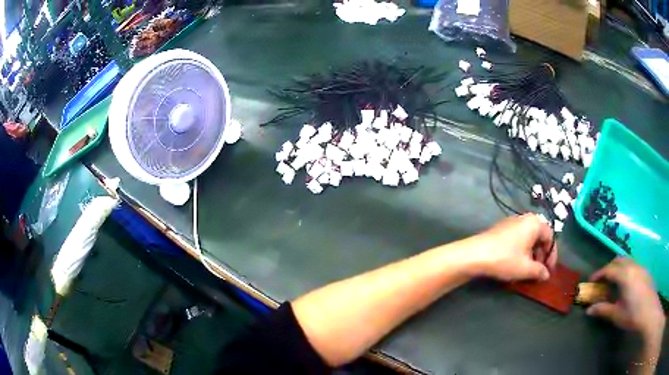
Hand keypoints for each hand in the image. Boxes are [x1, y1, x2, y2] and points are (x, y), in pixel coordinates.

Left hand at [470, 213, 556, 281]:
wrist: (474, 254)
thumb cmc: (505, 259)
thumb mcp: (525, 268)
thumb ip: (539, 271)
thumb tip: (547, 275)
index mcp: (534, 223)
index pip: (550, 237)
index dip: (552, 255)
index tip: (549, 270)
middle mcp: (524, 219)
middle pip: (539, 236)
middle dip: (541, 255)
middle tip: (539, 271)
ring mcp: (511, 223)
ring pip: (528, 238)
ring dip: (531, 254)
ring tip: (528, 270)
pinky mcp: (501, 230)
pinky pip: (518, 239)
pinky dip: (521, 251)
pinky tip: (516, 264)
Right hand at [587, 258, 664, 342]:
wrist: (648, 310)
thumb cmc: (632, 314)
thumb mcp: (617, 314)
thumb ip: (603, 310)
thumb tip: (588, 310)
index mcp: (625, 275)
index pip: (609, 269)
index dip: (599, 274)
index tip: (591, 281)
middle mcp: (633, 266)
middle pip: (619, 260)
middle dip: (609, 267)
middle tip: (603, 280)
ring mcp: (640, 267)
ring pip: (627, 261)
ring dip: (619, 267)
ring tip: (614, 281)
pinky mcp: (645, 271)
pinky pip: (634, 265)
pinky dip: (627, 270)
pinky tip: (627, 284)